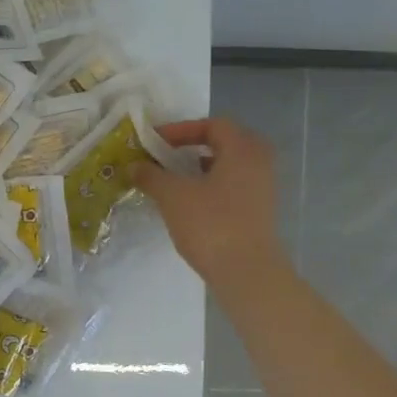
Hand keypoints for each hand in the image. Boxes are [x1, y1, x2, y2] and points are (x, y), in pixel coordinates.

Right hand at [131, 118, 289, 293]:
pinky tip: (188, 202)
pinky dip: (210, 185)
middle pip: (227, 142)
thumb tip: (134, 165)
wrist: (246, 271)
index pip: (214, 125)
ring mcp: (261, 189)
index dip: (182, 129)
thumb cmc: (211, 224)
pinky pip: (232, 186)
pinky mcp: (257, 211)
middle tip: (169, 154)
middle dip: (196, 145)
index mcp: (242, 151)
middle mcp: (258, 164)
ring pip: (230, 166)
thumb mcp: (173, 196)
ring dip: (201, 167)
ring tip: (173, 178)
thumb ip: (152, 176)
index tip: (155, 142)